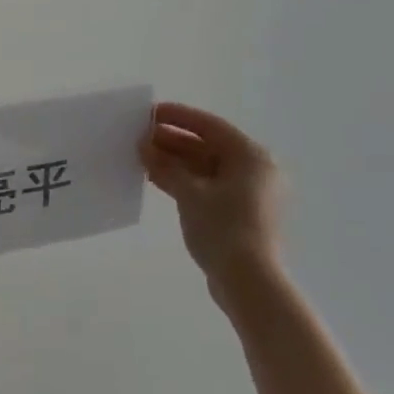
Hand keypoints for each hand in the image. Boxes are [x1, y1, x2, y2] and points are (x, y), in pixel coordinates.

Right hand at [139, 102, 283, 285]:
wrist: (248, 280)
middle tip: (139, 137)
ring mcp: (248, 193)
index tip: (150, 113)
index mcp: (250, 156)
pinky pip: (207, 186)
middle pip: (208, 146)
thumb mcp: (190, 193)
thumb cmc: (223, 228)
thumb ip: (166, 166)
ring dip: (175, 162)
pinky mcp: (238, 213)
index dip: (179, 117)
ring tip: (142, 158)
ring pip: (206, 168)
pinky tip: (157, 180)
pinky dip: (183, 181)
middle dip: (173, 141)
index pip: (210, 126)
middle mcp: (254, 169)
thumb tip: (144, 146)